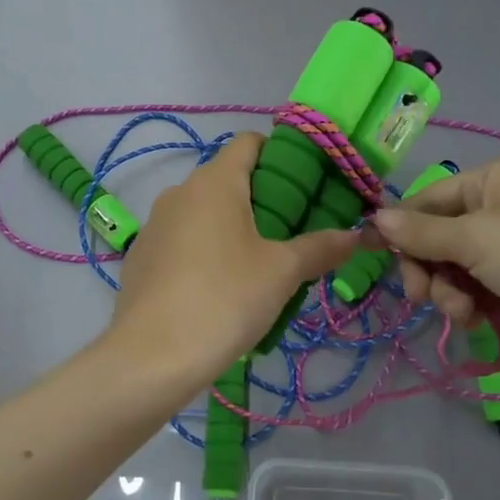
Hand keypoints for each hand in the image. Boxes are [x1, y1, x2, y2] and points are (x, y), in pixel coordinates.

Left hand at [109, 133, 358, 386]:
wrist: (151, 357)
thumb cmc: (224, 299)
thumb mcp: (282, 272)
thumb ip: (321, 247)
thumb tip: (357, 235)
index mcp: (214, 181)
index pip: (250, 142)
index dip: (281, 154)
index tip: (306, 185)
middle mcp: (180, 192)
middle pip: (228, 178)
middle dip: (264, 198)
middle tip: (294, 233)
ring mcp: (155, 224)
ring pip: (204, 212)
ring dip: (234, 227)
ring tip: (260, 266)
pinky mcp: (141, 257)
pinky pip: (183, 240)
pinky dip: (205, 251)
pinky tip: (219, 289)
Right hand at [370, 154, 499, 389]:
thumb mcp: (475, 239)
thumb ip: (420, 232)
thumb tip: (373, 219)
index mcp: (496, 178)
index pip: (430, 197)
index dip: (401, 227)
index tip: (372, 254)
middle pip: (439, 234)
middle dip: (428, 266)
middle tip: (420, 296)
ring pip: (455, 266)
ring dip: (448, 291)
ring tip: (461, 313)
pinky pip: (476, 288)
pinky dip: (469, 304)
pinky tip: (474, 322)